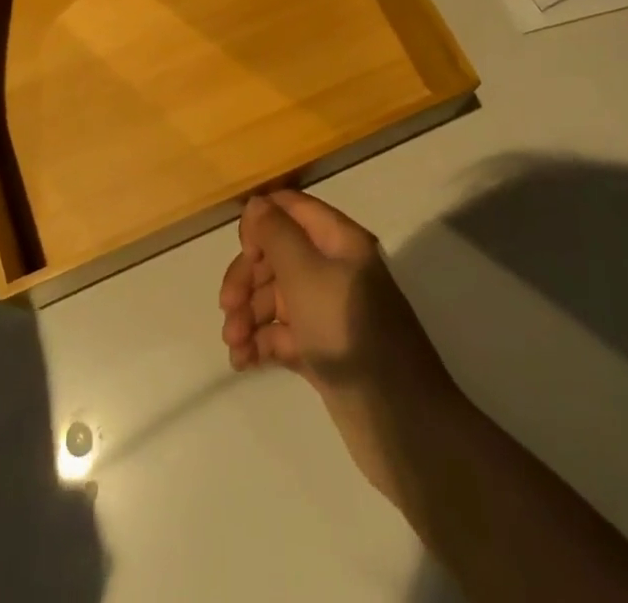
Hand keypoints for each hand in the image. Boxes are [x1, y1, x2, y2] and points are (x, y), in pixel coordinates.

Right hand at [219, 192, 458, 501]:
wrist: (401, 424)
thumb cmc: (349, 333)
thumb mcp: (306, 275)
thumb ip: (276, 235)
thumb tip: (255, 204)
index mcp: (339, 241)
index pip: (292, 209)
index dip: (261, 222)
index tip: (241, 251)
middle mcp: (335, 269)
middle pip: (279, 255)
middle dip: (248, 277)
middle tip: (227, 307)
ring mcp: (329, 311)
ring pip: (278, 297)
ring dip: (249, 313)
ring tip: (233, 343)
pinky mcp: (325, 350)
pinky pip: (285, 334)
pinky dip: (262, 342)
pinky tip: (242, 361)